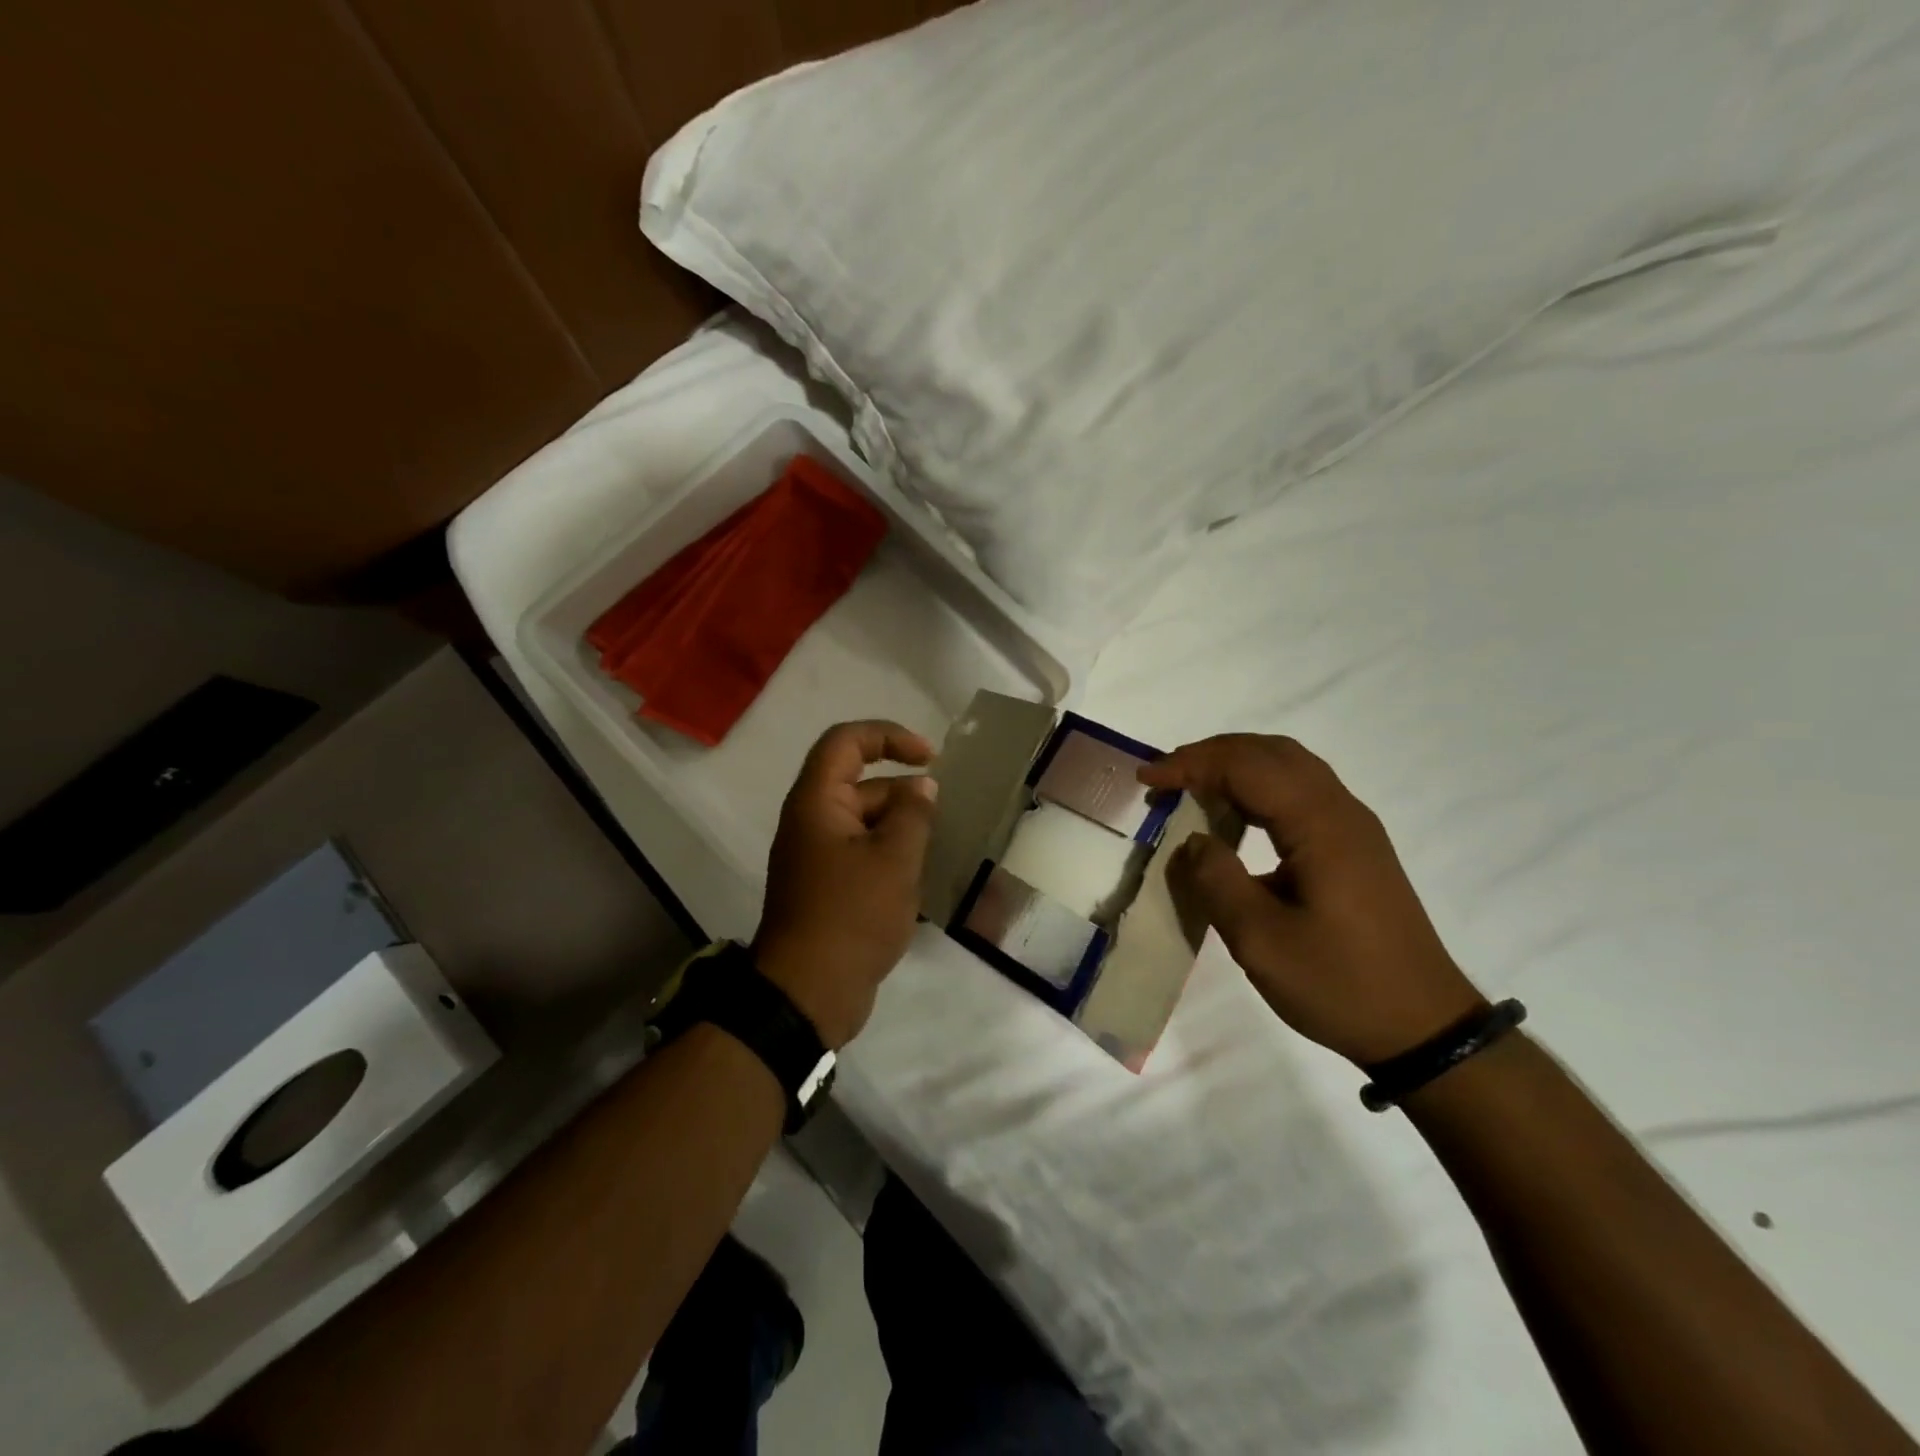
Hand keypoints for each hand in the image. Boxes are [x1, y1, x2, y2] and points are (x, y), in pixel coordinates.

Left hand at [754, 720, 938, 1048]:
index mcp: (817, 802)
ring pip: (865, 823)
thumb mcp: (894, 859)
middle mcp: (811, 822)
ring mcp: (817, 857)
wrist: (809, 993)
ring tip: (935, 852)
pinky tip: (919, 879)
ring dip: (901, 829)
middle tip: (941, 820)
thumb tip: (921, 787)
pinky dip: (890, 856)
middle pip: (861, 785)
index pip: (846, 742)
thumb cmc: (852, 916)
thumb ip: (913, 814)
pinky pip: (862, 854)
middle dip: (904, 794)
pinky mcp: (827, 888)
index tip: (930, 758)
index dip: (889, 736)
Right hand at [1138, 734, 1484, 1066]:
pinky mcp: (1355, 846)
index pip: (1246, 767)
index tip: (1146, 780)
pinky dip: (1258, 786)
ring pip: (1288, 766)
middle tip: (1164, 777)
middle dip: (1210, 755)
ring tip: (1190, 787)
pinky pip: (1300, 791)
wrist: (1424, 1028)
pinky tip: (1234, 815)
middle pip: (1269, 753)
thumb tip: (1194, 842)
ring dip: (1235, 766)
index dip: (1190, 764)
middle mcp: (1341, 811)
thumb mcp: (1260, 941)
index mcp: (1320, 826)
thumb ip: (1217, 881)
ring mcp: (1353, 827)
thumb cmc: (1340, 985)